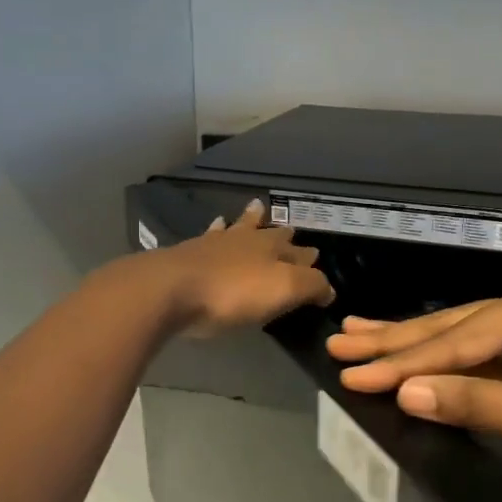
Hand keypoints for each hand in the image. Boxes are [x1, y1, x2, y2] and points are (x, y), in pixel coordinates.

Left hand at [156, 199, 335, 336]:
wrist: (172, 289)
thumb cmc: (233, 293)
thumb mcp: (284, 290)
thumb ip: (311, 286)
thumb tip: (329, 288)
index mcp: (273, 250)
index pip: (300, 253)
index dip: (310, 259)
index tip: (317, 258)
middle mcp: (248, 241)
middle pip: (270, 234)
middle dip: (282, 233)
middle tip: (290, 228)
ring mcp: (216, 244)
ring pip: (239, 227)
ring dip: (249, 220)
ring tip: (256, 208)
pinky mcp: (190, 253)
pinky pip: (211, 236)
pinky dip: (217, 231)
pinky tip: (215, 227)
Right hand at [327, 278, 501, 494]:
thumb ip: (476, 403)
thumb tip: (406, 393)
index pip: (460, 339)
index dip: (406, 362)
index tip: (353, 374)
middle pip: (451, 328)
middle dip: (395, 340)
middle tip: (340, 341)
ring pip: (456, 339)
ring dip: (407, 343)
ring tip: (357, 335)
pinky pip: (472, 359)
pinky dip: (436, 364)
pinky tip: (404, 357)